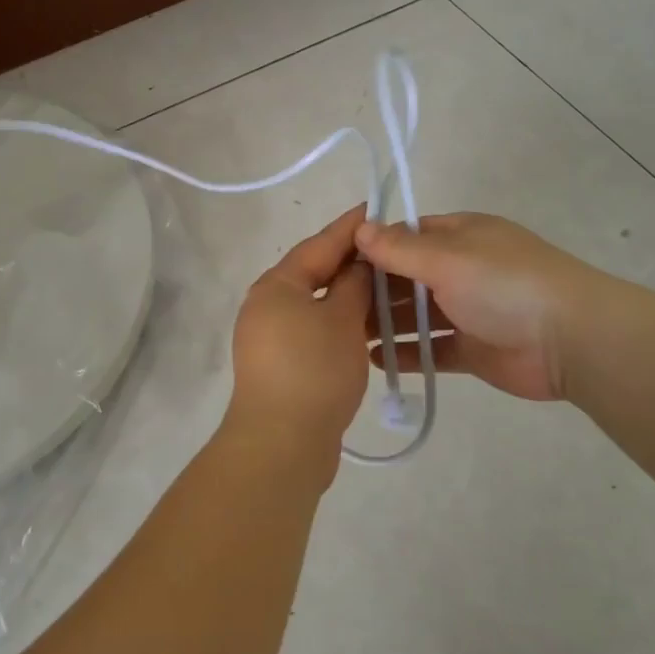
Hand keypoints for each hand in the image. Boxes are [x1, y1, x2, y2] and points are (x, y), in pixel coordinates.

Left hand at [223, 205, 373, 474]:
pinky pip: (312, 331)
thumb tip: (360, 263)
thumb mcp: (343, 319)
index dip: (349, 228)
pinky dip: (338, 324)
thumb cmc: (314, 370)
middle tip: (388, 251)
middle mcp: (266, 305)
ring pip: (314, 305)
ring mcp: (269, 338)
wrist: (282, 444)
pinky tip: (365, 329)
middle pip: (313, 273)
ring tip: (384, 289)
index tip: (374, 209)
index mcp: (276, 285)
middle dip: (350, 263)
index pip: (318, 245)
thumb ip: (354, 284)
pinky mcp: (279, 366)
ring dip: (347, 296)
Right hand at [355, 213, 594, 401]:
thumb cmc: (505, 284)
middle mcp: (463, 269)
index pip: (407, 236)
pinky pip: (432, 349)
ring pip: (418, 315)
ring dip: (386, 323)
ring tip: (344, 336)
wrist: (571, 340)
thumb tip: (359, 228)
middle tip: (332, 306)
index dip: (373, 247)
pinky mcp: (474, 350)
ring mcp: (469, 311)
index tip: (334, 264)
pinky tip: (374, 360)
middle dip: (374, 290)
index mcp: (461, 236)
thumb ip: (400, 249)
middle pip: (408, 276)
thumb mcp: (447, 258)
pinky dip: (406, 353)